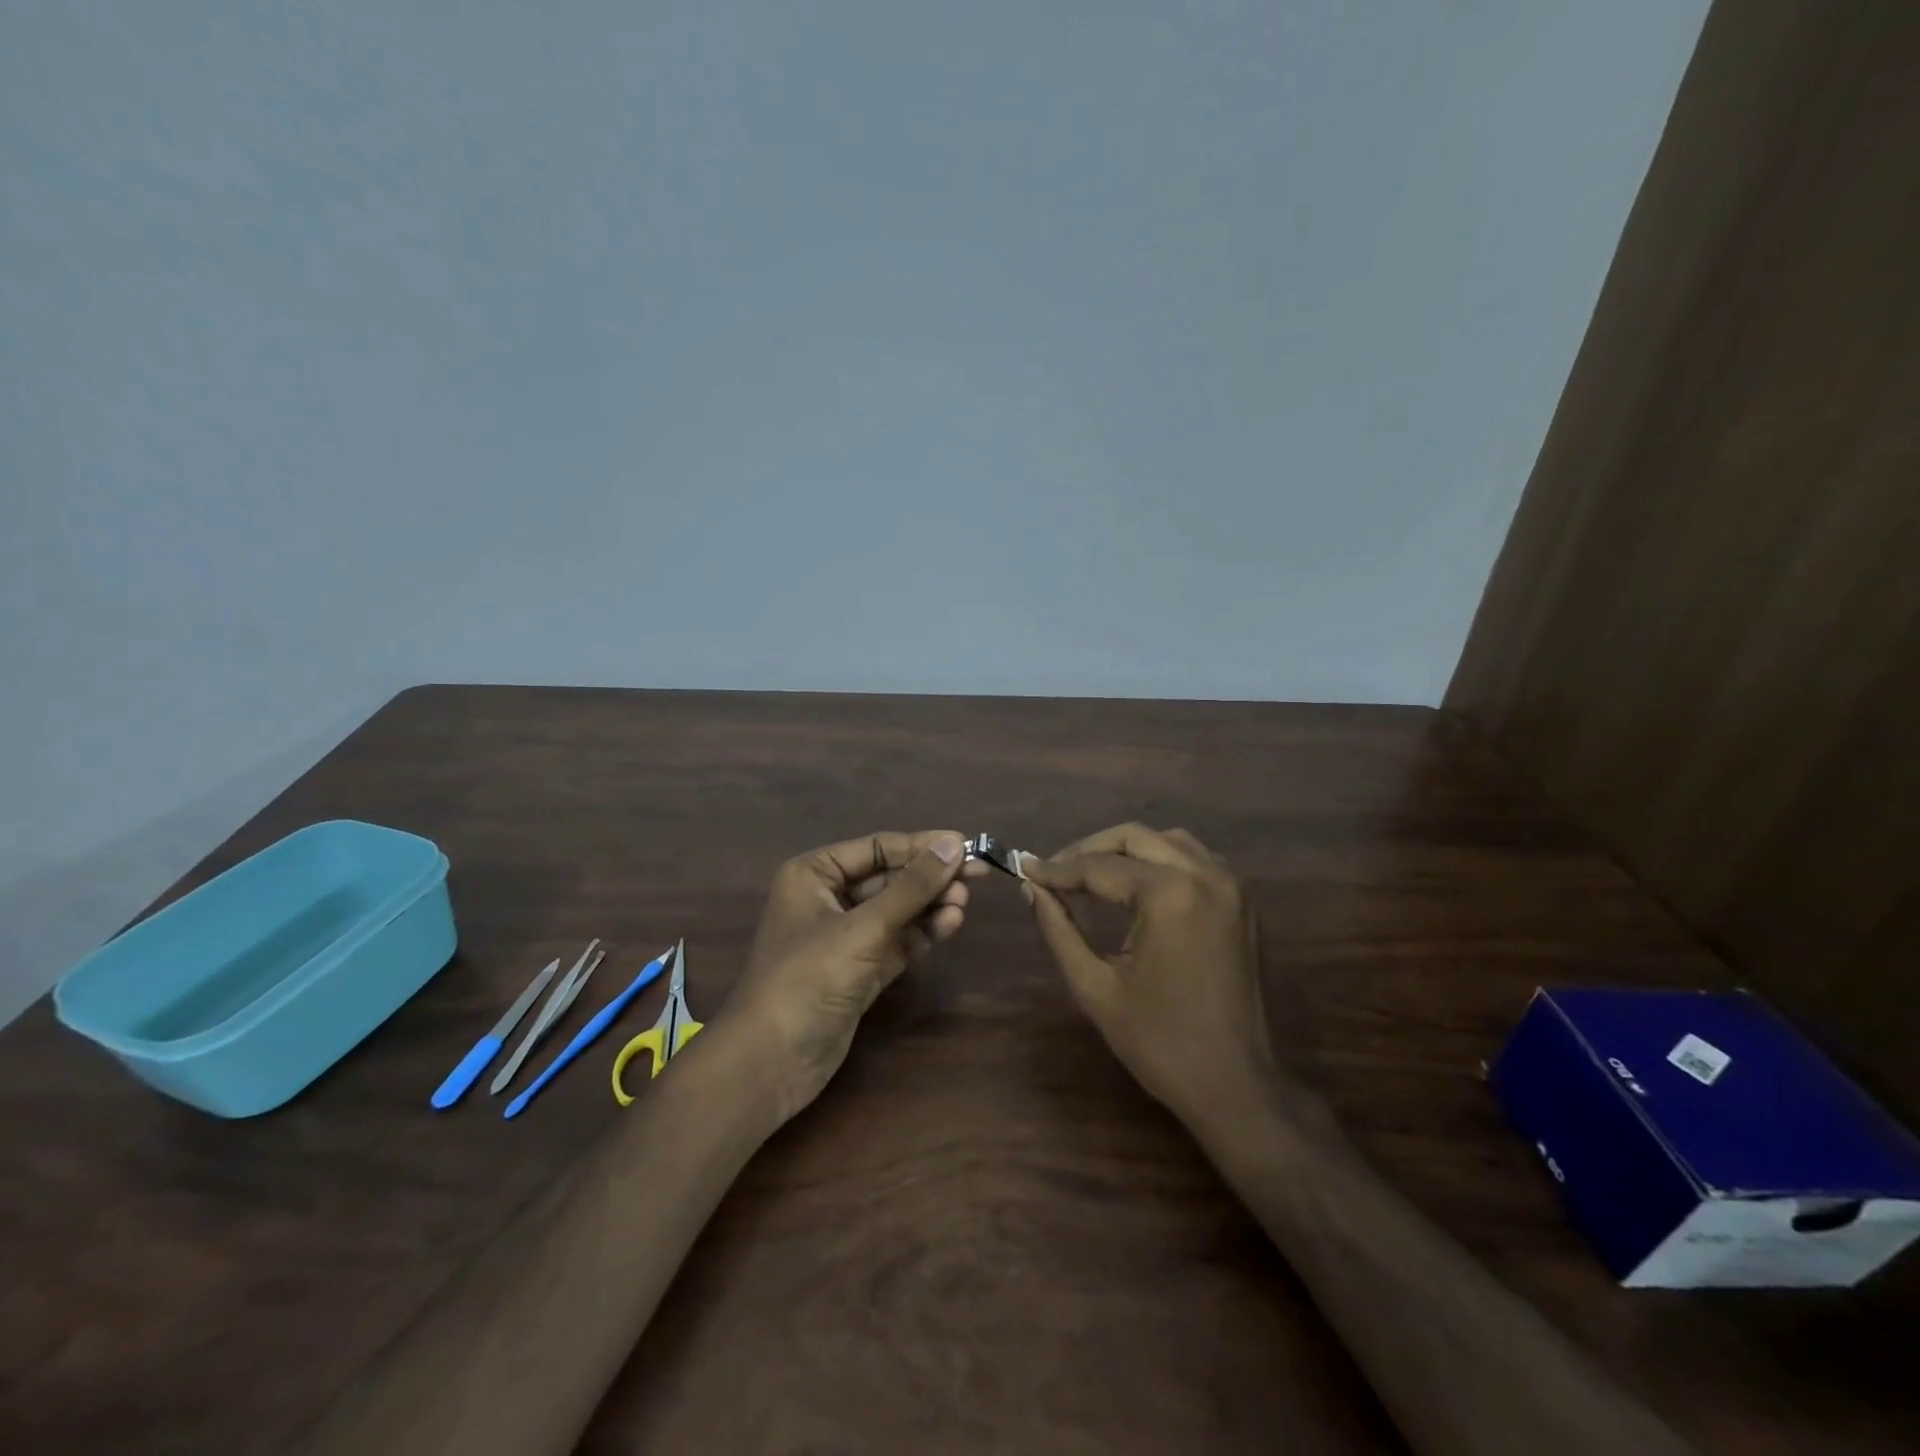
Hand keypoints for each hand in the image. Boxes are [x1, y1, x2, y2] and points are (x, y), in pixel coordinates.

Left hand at [723, 830, 985, 1122]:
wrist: (771, 1062)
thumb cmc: (808, 978)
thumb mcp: (864, 928)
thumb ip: (911, 887)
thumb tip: (953, 845)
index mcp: (814, 874)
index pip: (876, 848)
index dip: (921, 846)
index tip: (966, 845)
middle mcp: (828, 898)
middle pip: (890, 877)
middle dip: (929, 877)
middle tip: (977, 875)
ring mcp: (845, 936)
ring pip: (897, 910)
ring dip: (930, 905)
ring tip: (962, 903)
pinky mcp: (859, 969)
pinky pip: (897, 940)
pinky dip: (922, 932)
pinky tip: (950, 924)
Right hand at [1022, 823, 1277, 1125]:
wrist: (1236, 1086)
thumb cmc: (1159, 1042)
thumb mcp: (1095, 987)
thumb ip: (1059, 929)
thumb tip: (1033, 888)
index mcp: (1169, 896)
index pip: (1099, 867)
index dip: (1057, 869)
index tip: (1024, 868)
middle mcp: (1204, 875)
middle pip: (1134, 838)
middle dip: (1088, 850)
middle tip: (1053, 871)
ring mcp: (1230, 885)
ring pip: (1167, 841)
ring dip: (1126, 849)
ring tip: (1090, 873)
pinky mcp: (1242, 901)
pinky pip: (1195, 859)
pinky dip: (1161, 860)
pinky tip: (1136, 883)